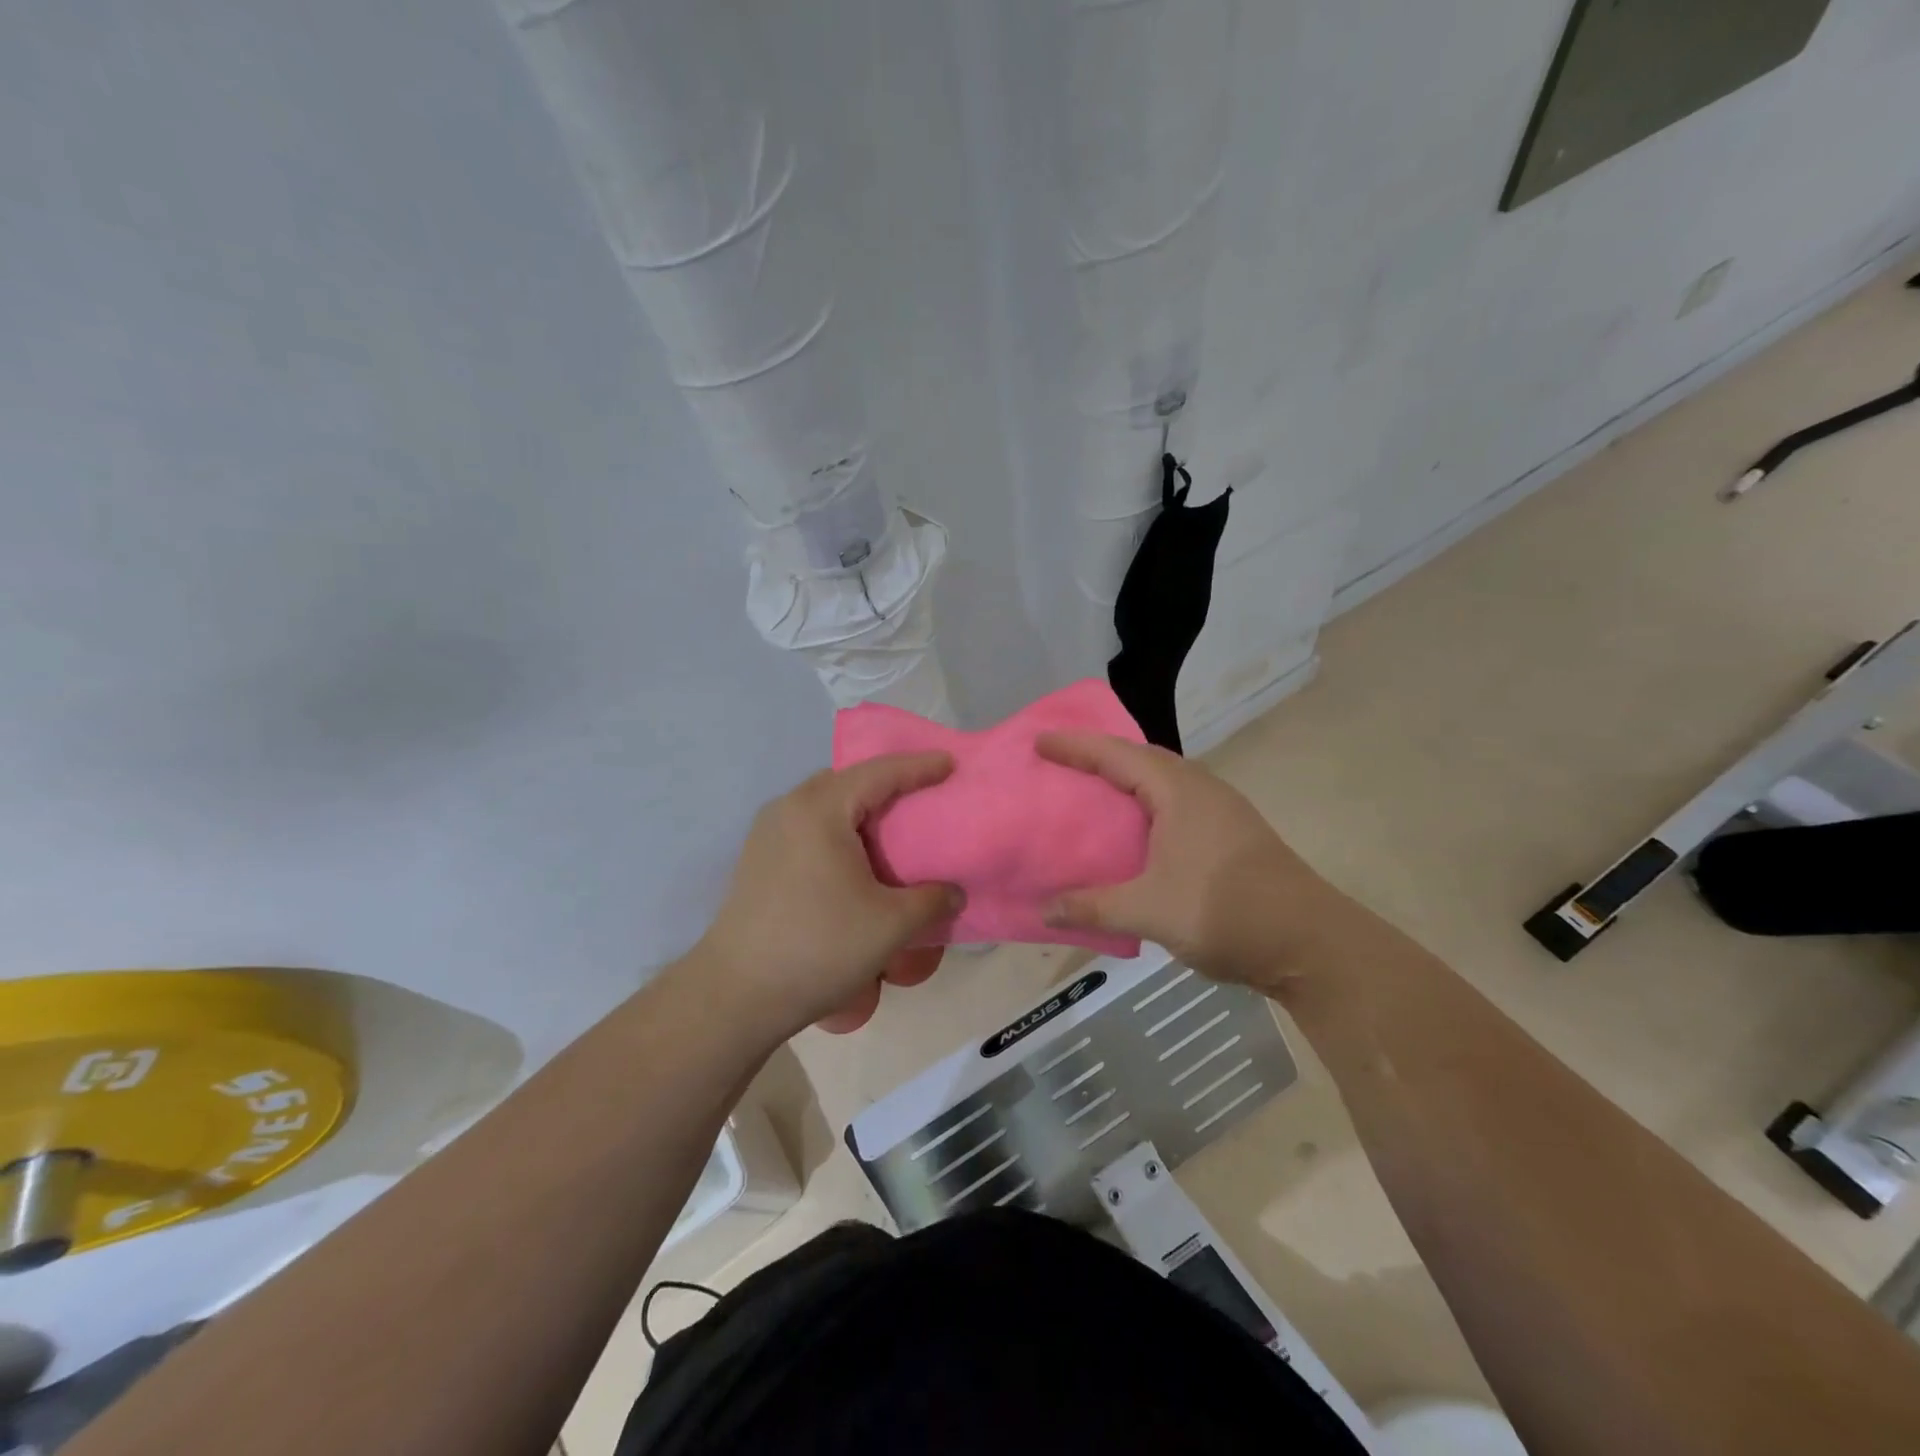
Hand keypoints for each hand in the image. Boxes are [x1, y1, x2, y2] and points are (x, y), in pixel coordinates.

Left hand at [696, 753, 962, 1038]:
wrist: (737, 995)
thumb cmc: (819, 948)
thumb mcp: (890, 926)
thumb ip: (932, 901)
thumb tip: (954, 894)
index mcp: (820, 810)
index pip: (879, 773)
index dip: (918, 767)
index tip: (950, 763)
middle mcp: (788, 808)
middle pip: (847, 781)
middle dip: (887, 782)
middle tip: (923, 794)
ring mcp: (767, 833)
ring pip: (824, 804)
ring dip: (859, 808)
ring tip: (892, 826)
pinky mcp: (758, 859)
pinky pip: (808, 826)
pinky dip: (838, 828)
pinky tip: (855, 858)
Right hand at [1035, 732, 1355, 991]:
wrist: (1311, 943)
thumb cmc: (1226, 911)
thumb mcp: (1151, 911)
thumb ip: (1094, 907)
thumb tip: (1044, 911)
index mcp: (1179, 791)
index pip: (1117, 755)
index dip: (1075, 747)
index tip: (1039, 742)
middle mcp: (1200, 789)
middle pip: (1141, 760)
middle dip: (1099, 757)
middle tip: (1060, 763)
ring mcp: (1220, 811)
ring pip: (1161, 782)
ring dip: (1124, 782)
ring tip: (1089, 793)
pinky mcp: (1229, 835)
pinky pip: (1173, 805)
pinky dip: (1143, 807)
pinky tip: (1132, 833)